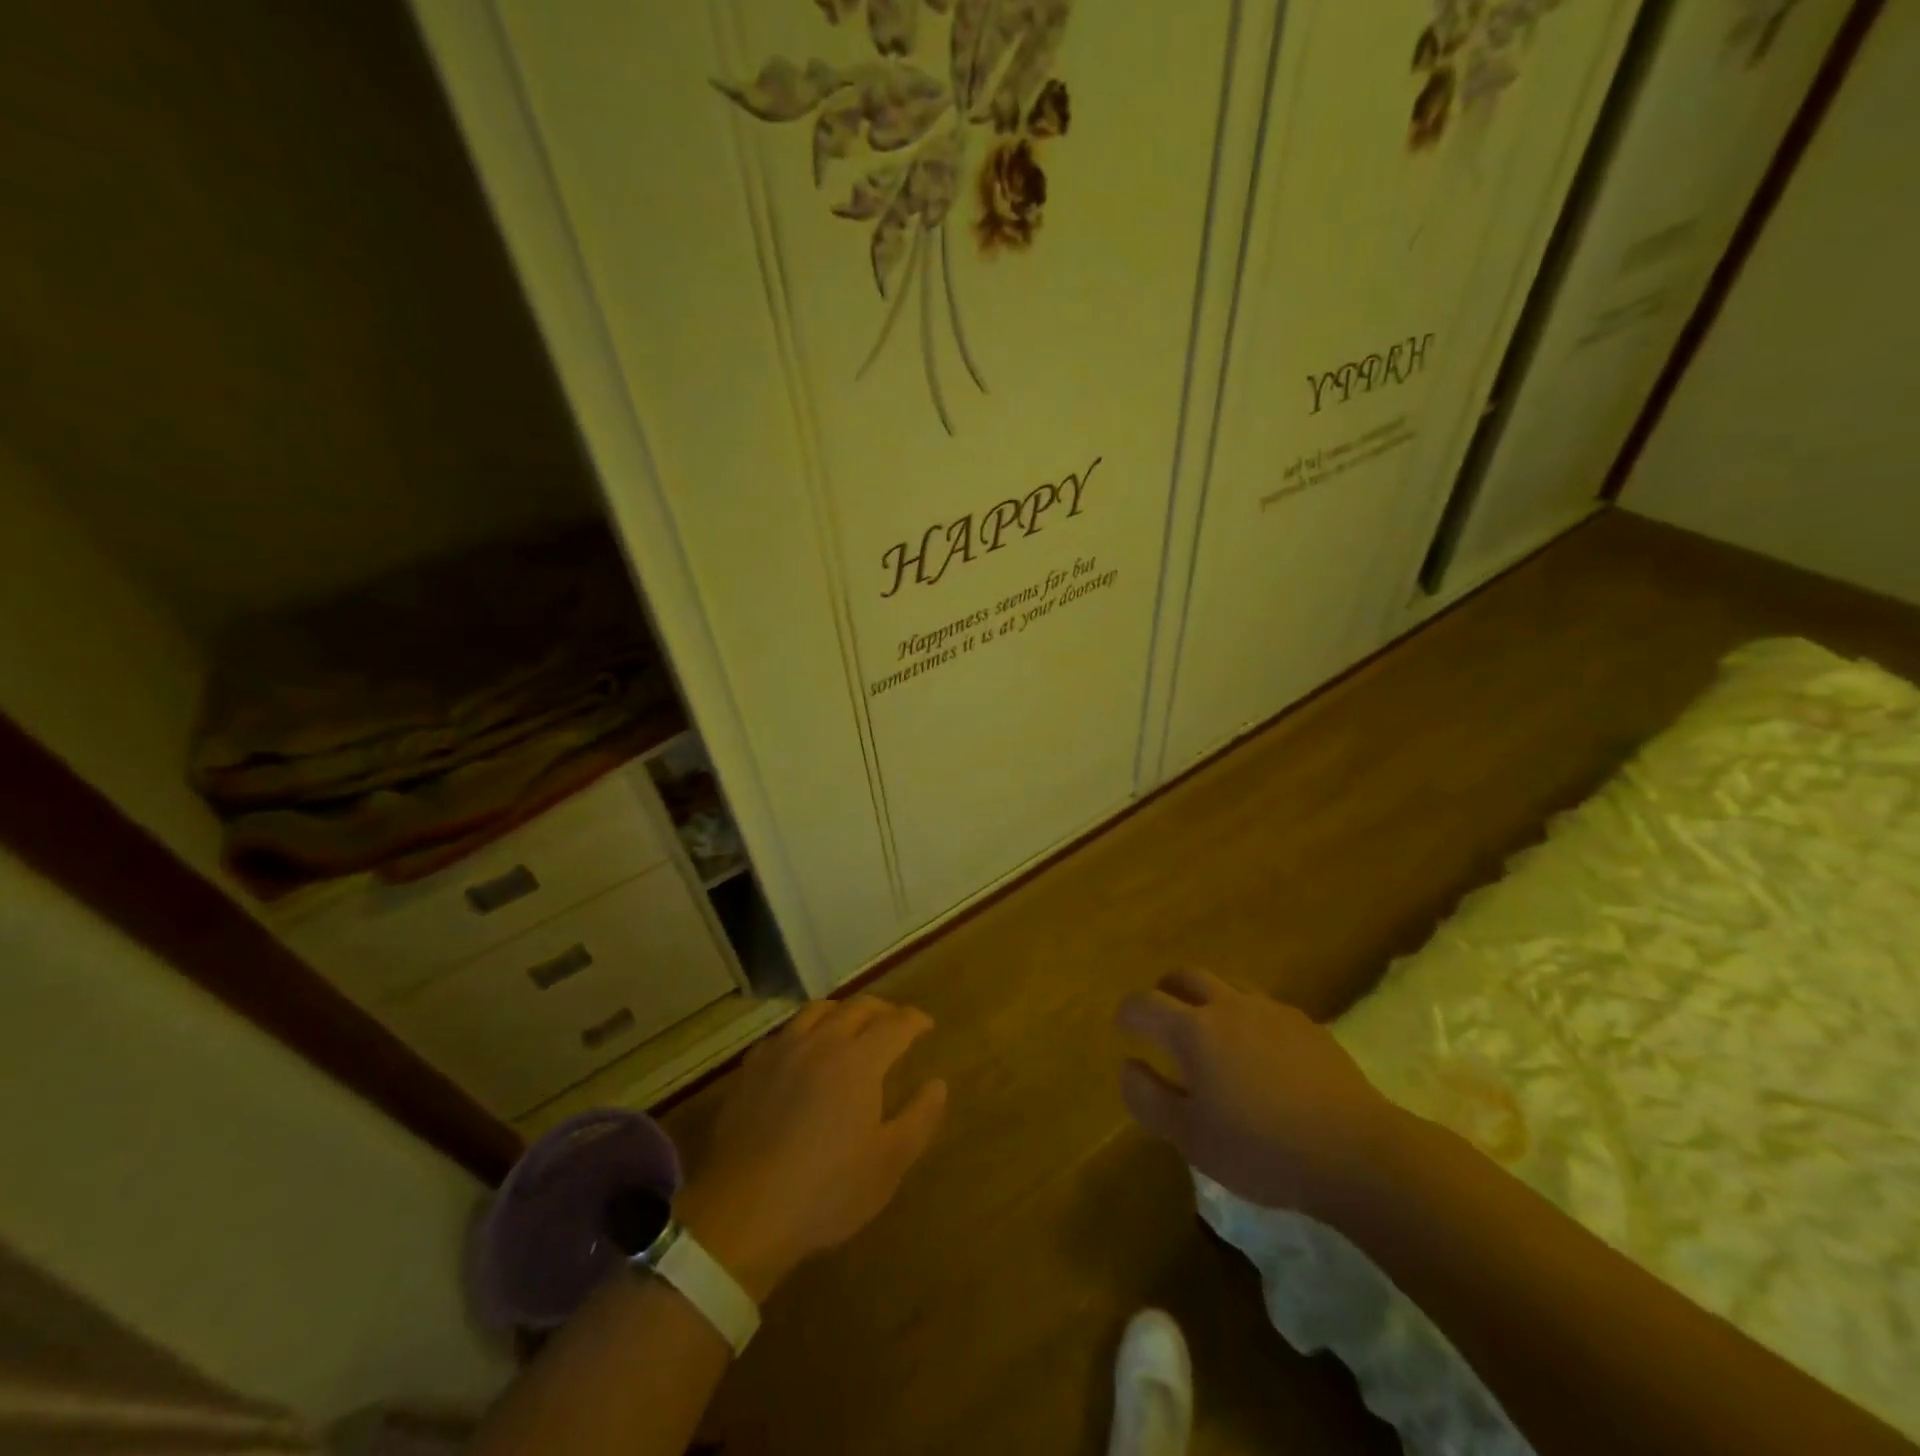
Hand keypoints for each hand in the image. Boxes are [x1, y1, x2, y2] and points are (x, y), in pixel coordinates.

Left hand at [677, 997, 947, 1300]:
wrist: (744, 1213)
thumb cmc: (826, 1191)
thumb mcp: (888, 1164)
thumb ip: (919, 1118)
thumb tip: (938, 1084)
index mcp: (858, 1060)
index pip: (895, 1024)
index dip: (915, 1020)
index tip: (927, 1026)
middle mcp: (821, 1042)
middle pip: (857, 1007)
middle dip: (882, 1009)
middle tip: (895, 1022)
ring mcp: (781, 1052)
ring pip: (817, 1011)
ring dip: (842, 1011)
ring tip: (851, 1025)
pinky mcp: (752, 1070)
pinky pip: (784, 1033)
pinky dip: (804, 1031)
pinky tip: (803, 1050)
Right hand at [1117, 968, 1405, 1215]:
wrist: (1357, 1153)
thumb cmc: (1261, 1150)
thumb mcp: (1190, 1137)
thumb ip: (1148, 1098)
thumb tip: (1128, 1065)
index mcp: (1193, 1029)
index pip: (1145, 1003)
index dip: (1128, 1012)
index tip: (1123, 1026)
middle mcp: (1227, 1006)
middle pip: (1186, 976)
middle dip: (1166, 989)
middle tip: (1161, 1013)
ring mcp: (1271, 1011)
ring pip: (1228, 984)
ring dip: (1207, 996)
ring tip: (1208, 1026)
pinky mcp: (1307, 1025)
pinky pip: (1264, 1005)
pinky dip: (1246, 1015)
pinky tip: (1258, 1048)